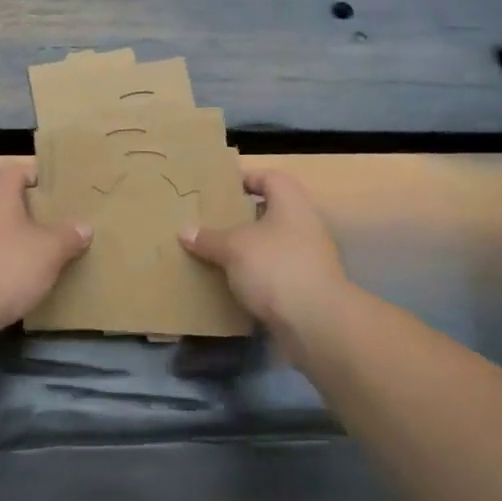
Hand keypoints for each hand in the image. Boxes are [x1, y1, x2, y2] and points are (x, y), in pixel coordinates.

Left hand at [0, 164, 91, 340]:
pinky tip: (17, 272)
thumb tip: (83, 227)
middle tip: (47, 219)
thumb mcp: (50, 251)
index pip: (16, 170)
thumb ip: (69, 236)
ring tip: (37, 247)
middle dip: (22, 206)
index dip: (38, 178)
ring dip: (9, 232)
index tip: (58, 193)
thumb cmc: (7, 267)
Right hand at [180, 170, 351, 338]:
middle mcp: (304, 225)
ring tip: (216, 254)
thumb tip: (184, 230)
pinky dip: (256, 276)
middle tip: (211, 223)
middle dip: (241, 218)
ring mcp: (308, 258)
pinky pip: (275, 273)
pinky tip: (232, 284)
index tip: (220, 191)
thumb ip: (209, 238)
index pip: (270, 177)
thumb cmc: (276, 267)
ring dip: (247, 250)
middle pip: (271, 212)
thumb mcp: (234, 248)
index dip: (247, 179)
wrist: (317, 323)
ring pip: (272, 245)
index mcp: (291, 203)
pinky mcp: (305, 287)